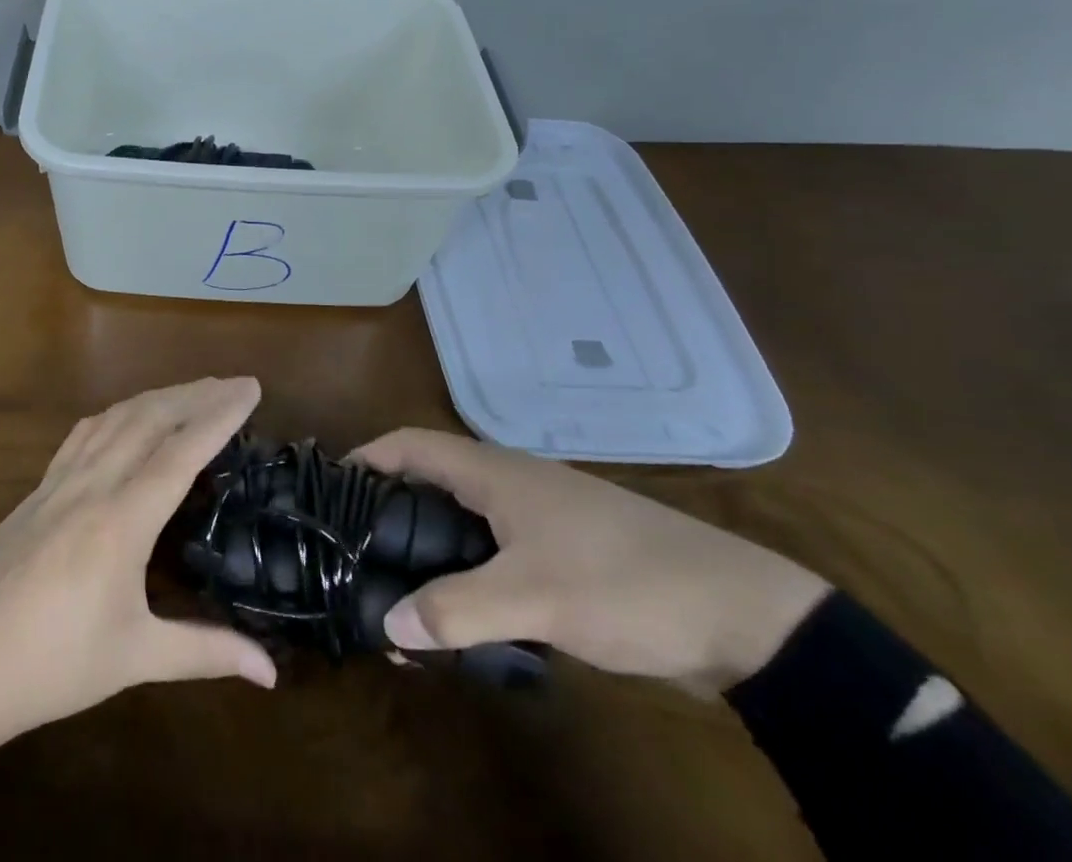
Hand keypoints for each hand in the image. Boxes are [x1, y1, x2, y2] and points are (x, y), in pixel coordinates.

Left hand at [0, 377, 276, 786]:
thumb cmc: (53, 664)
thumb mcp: (136, 658)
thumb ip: (205, 652)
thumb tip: (270, 673)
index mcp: (122, 519)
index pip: (181, 450)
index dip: (219, 416)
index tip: (250, 389)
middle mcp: (93, 484)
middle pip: (150, 418)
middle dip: (196, 395)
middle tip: (234, 383)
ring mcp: (61, 481)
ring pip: (116, 418)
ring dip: (158, 396)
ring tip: (192, 391)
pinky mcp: (38, 488)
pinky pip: (84, 432)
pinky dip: (116, 413)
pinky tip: (123, 417)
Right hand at [352, 428, 831, 693]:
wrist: (742, 616)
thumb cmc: (624, 582)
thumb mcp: (535, 599)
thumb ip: (456, 610)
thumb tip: (387, 627)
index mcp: (494, 471)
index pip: (410, 445)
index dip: (366, 457)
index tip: (329, 488)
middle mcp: (509, 483)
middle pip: (430, 481)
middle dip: (388, 510)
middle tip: (352, 549)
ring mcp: (538, 518)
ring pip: (462, 521)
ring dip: (428, 548)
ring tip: (393, 588)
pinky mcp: (561, 553)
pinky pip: (494, 551)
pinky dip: (466, 572)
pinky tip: (458, 612)